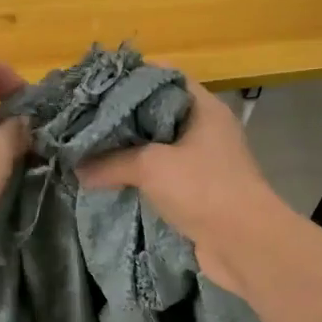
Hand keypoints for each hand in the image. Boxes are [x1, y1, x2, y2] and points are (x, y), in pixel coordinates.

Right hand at [76, 78, 290, 292]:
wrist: (244, 244)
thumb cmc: (202, 188)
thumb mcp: (151, 167)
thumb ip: (111, 162)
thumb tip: (77, 169)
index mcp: (203, 107)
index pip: (163, 76)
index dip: (130, 77)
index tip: (96, 85)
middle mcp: (205, 128)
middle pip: (156, 112)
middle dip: (122, 118)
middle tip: (85, 118)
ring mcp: (203, 160)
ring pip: (157, 146)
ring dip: (128, 151)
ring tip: (90, 148)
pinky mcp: (197, 190)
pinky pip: (161, 174)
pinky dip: (138, 176)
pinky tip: (109, 179)